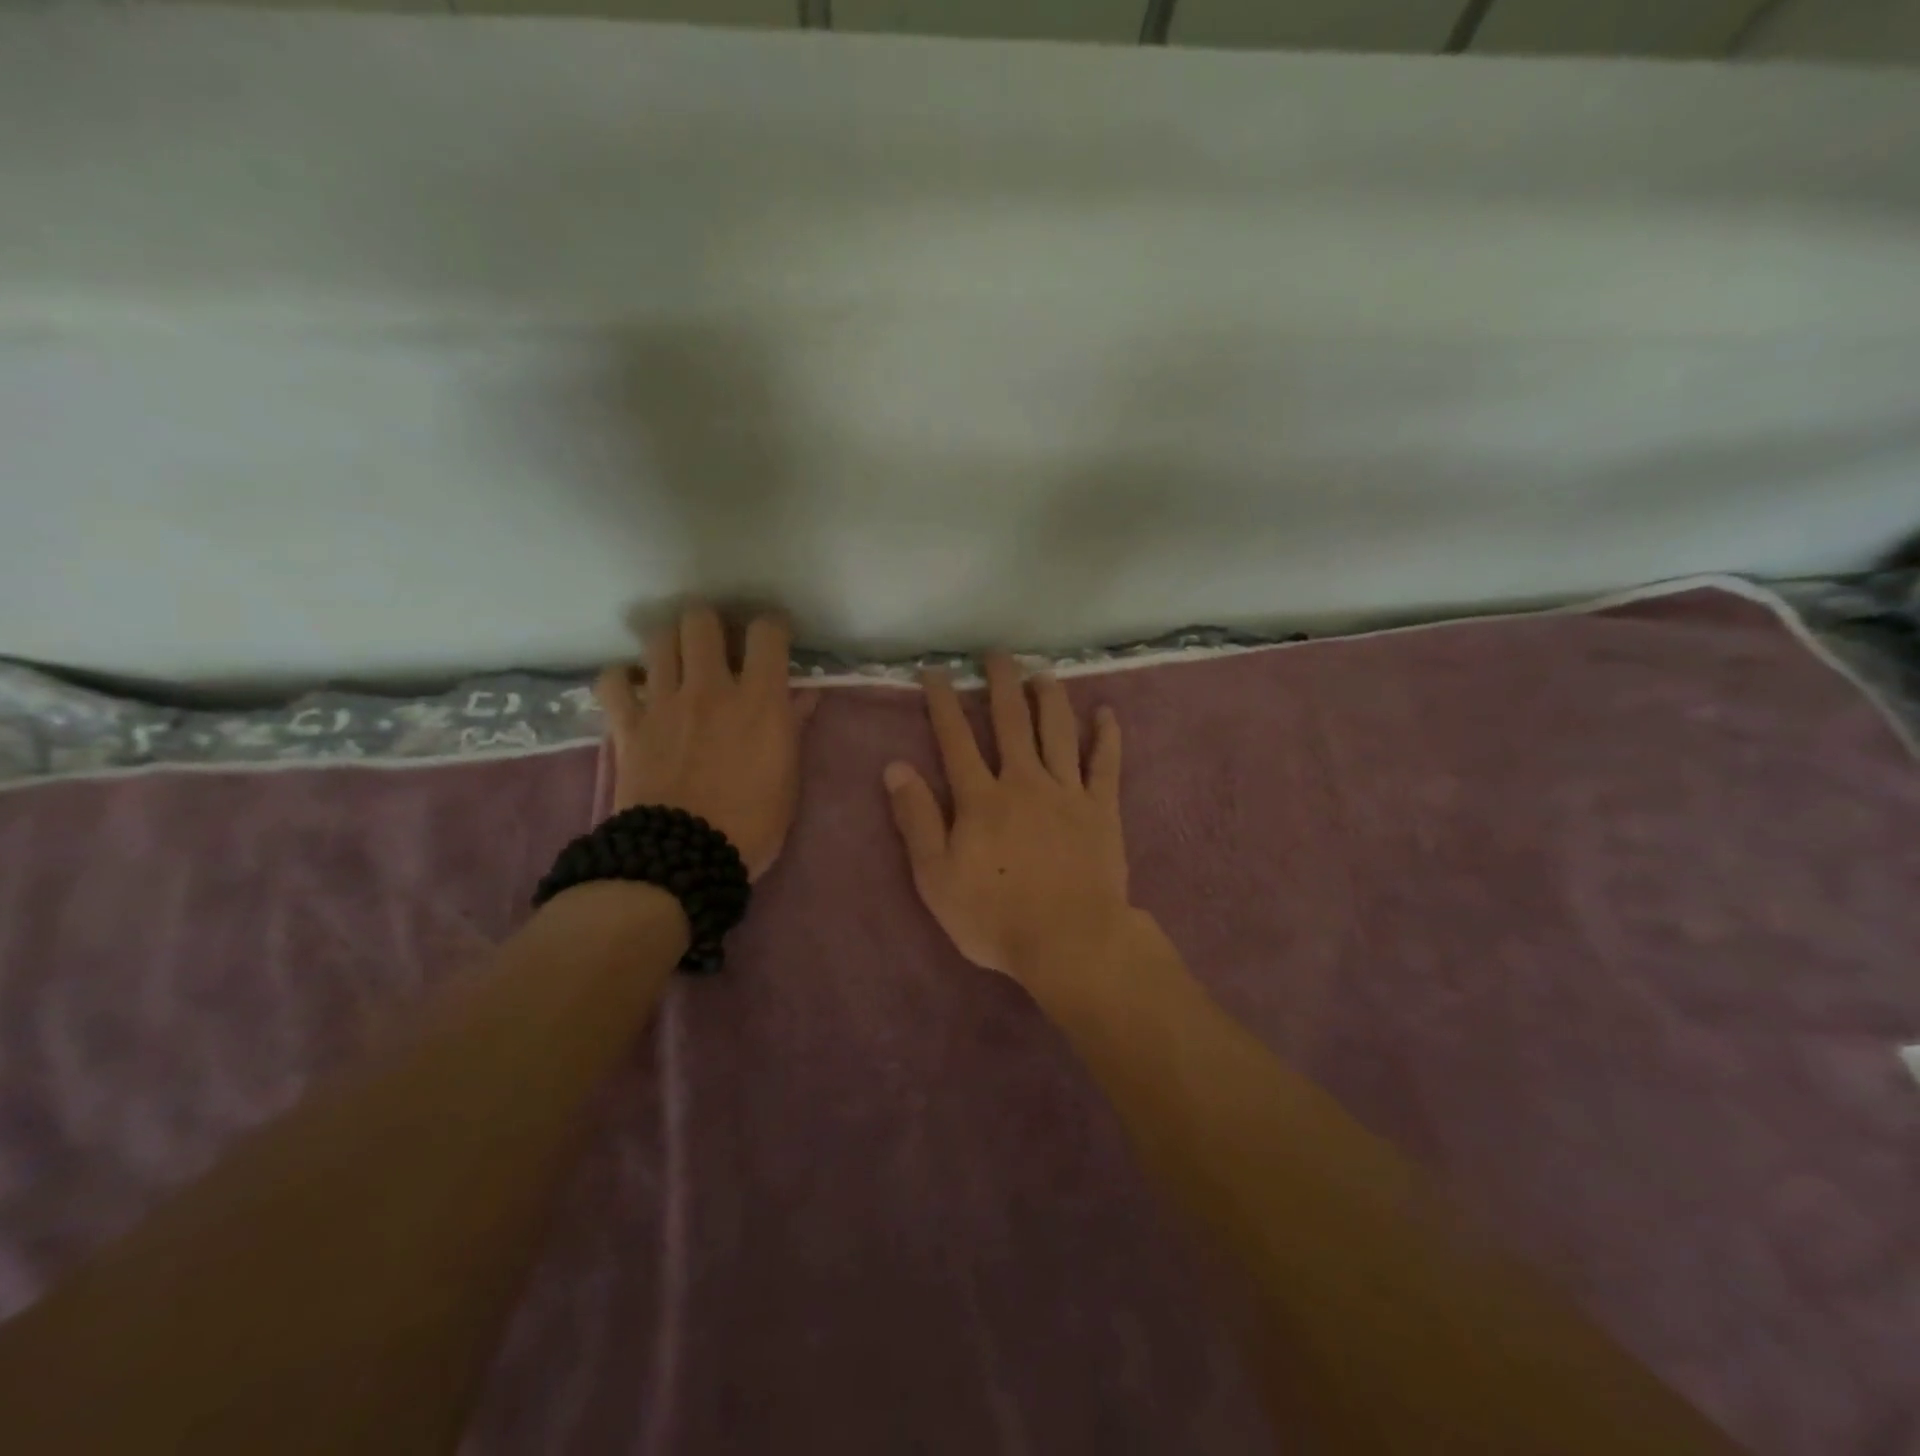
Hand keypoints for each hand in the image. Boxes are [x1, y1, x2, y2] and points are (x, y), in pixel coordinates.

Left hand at [595, 606, 816, 880]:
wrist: (685, 857)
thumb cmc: (753, 822)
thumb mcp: (788, 777)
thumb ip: (794, 727)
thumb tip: (805, 695)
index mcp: (759, 700)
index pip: (767, 633)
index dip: (771, 628)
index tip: (773, 640)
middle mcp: (710, 688)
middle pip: (701, 621)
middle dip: (711, 625)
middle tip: (717, 647)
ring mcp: (664, 703)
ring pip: (659, 640)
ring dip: (670, 644)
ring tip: (677, 663)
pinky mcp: (628, 725)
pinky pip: (613, 682)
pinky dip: (622, 679)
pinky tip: (633, 688)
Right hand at [883, 654, 1128, 984]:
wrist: (1069, 941)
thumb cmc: (995, 916)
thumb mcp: (936, 877)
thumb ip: (916, 819)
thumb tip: (896, 767)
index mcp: (981, 798)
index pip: (956, 738)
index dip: (943, 701)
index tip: (936, 671)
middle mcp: (1024, 781)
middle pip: (1011, 721)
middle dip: (1001, 683)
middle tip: (997, 654)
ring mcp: (1068, 792)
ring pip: (1059, 731)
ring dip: (1050, 697)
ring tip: (1044, 673)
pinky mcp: (1102, 809)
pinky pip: (1106, 764)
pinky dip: (1107, 736)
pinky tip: (1107, 713)